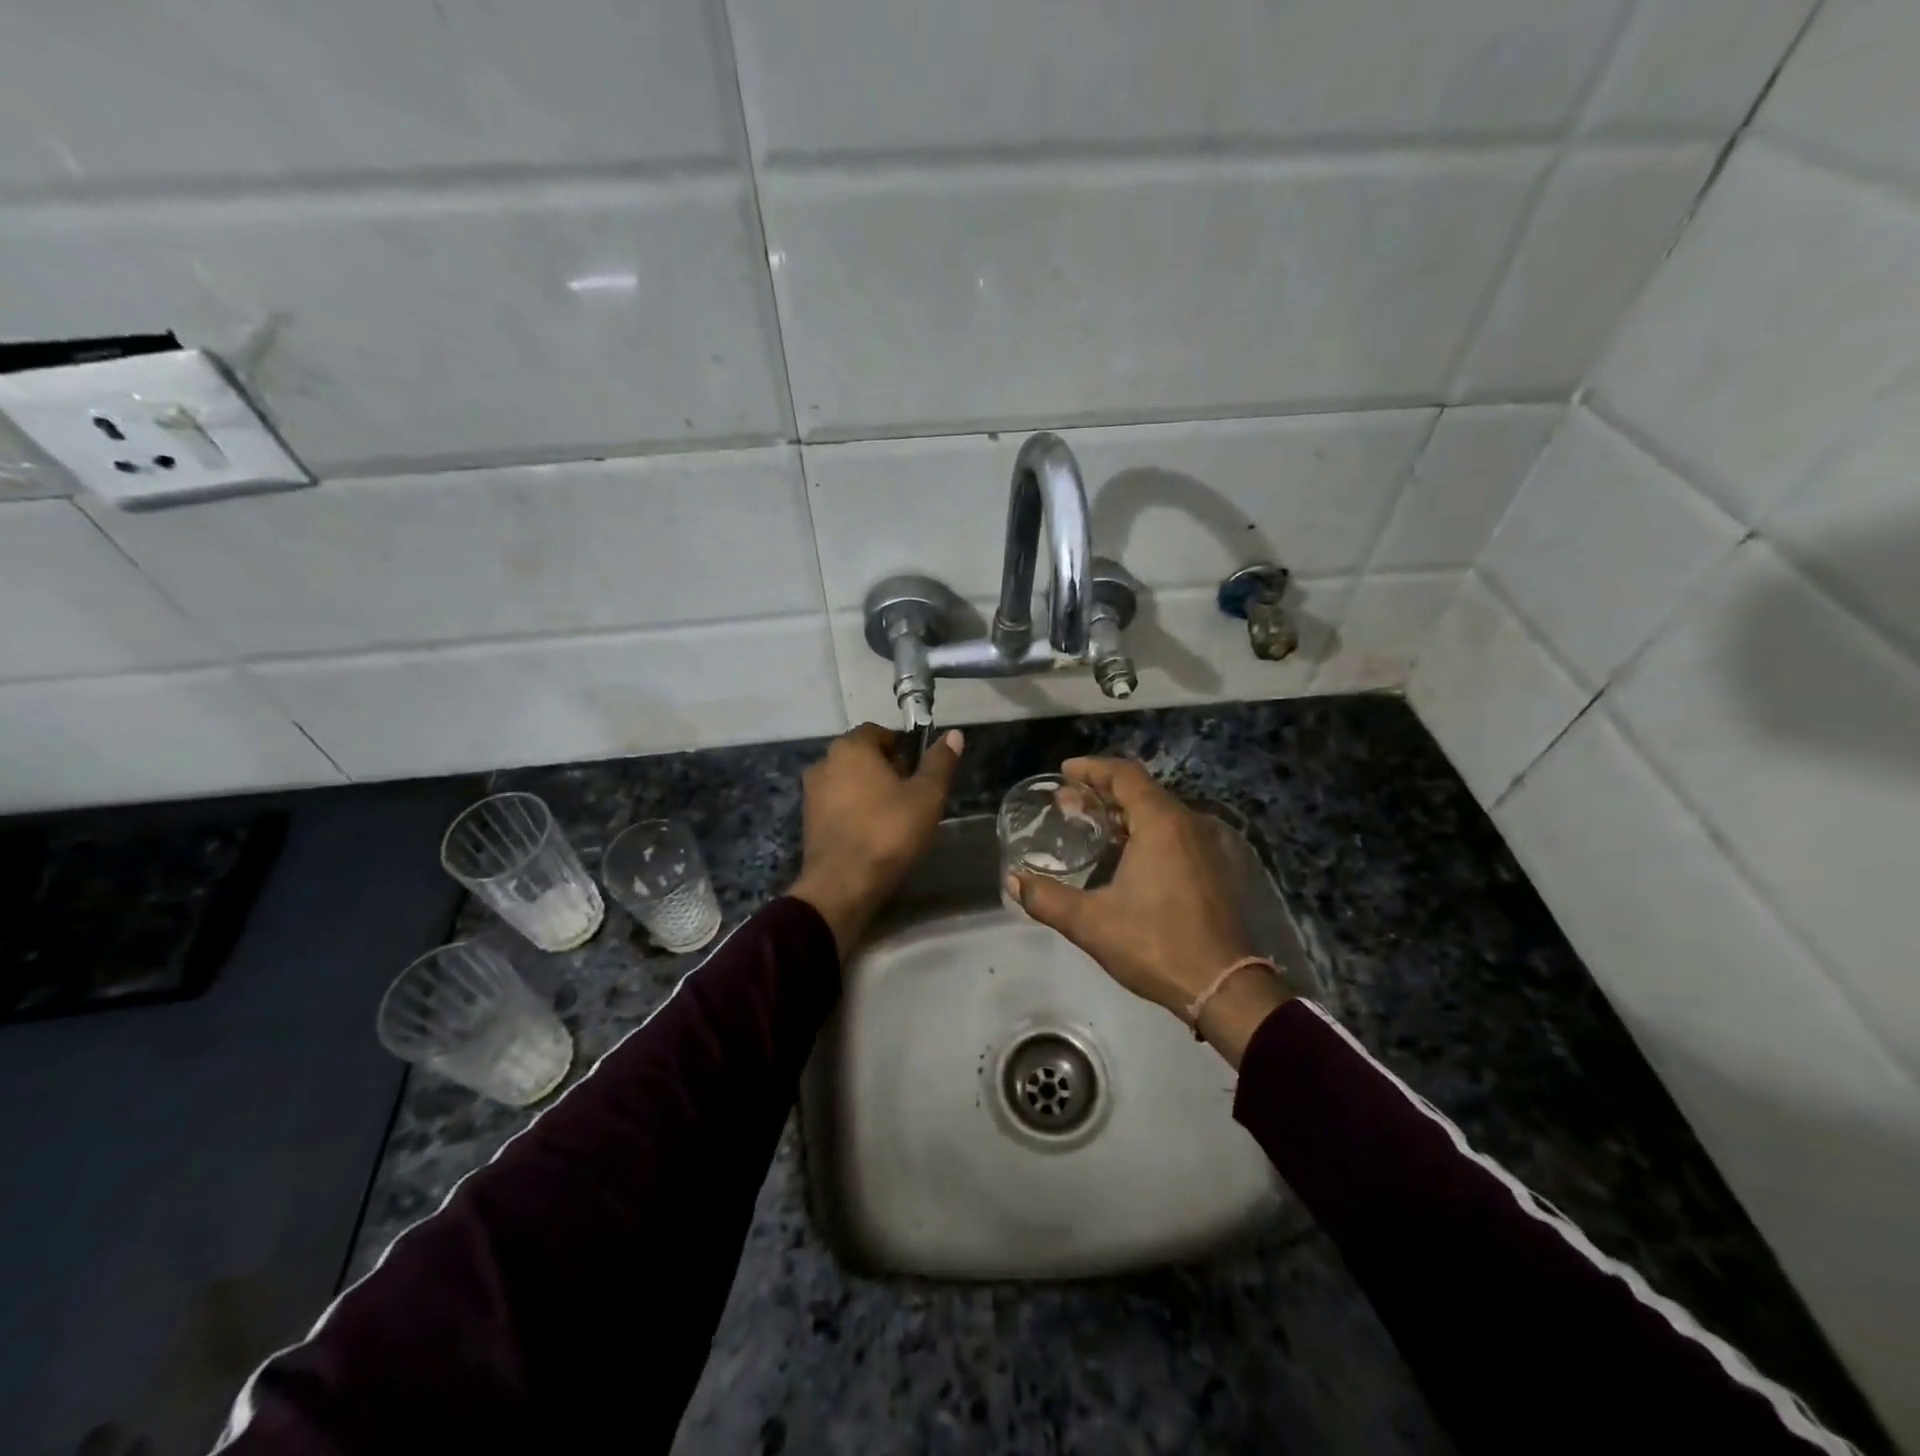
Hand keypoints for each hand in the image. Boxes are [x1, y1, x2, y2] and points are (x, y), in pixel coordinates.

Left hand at [790, 723, 963, 955]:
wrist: (843, 885)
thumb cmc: (889, 832)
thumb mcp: (927, 796)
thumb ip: (940, 763)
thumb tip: (954, 734)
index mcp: (851, 747)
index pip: (879, 732)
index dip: (902, 748)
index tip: (917, 773)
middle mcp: (824, 762)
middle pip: (861, 756)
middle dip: (885, 769)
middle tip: (910, 796)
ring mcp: (811, 793)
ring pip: (848, 781)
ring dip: (868, 791)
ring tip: (893, 818)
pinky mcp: (807, 821)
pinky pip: (837, 805)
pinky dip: (853, 812)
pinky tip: (872, 834)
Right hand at [1009, 757, 1288, 1062]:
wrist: (1224, 987)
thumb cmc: (1155, 944)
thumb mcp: (1091, 923)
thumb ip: (1047, 898)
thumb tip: (1012, 881)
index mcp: (1162, 823)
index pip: (1124, 775)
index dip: (1092, 768)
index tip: (1064, 772)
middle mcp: (1189, 824)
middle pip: (1142, 791)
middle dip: (1102, 792)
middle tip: (1068, 803)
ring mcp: (1208, 846)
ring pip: (1160, 813)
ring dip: (1124, 814)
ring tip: (1092, 826)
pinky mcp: (1216, 870)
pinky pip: (1175, 834)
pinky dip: (1145, 832)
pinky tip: (1125, 856)